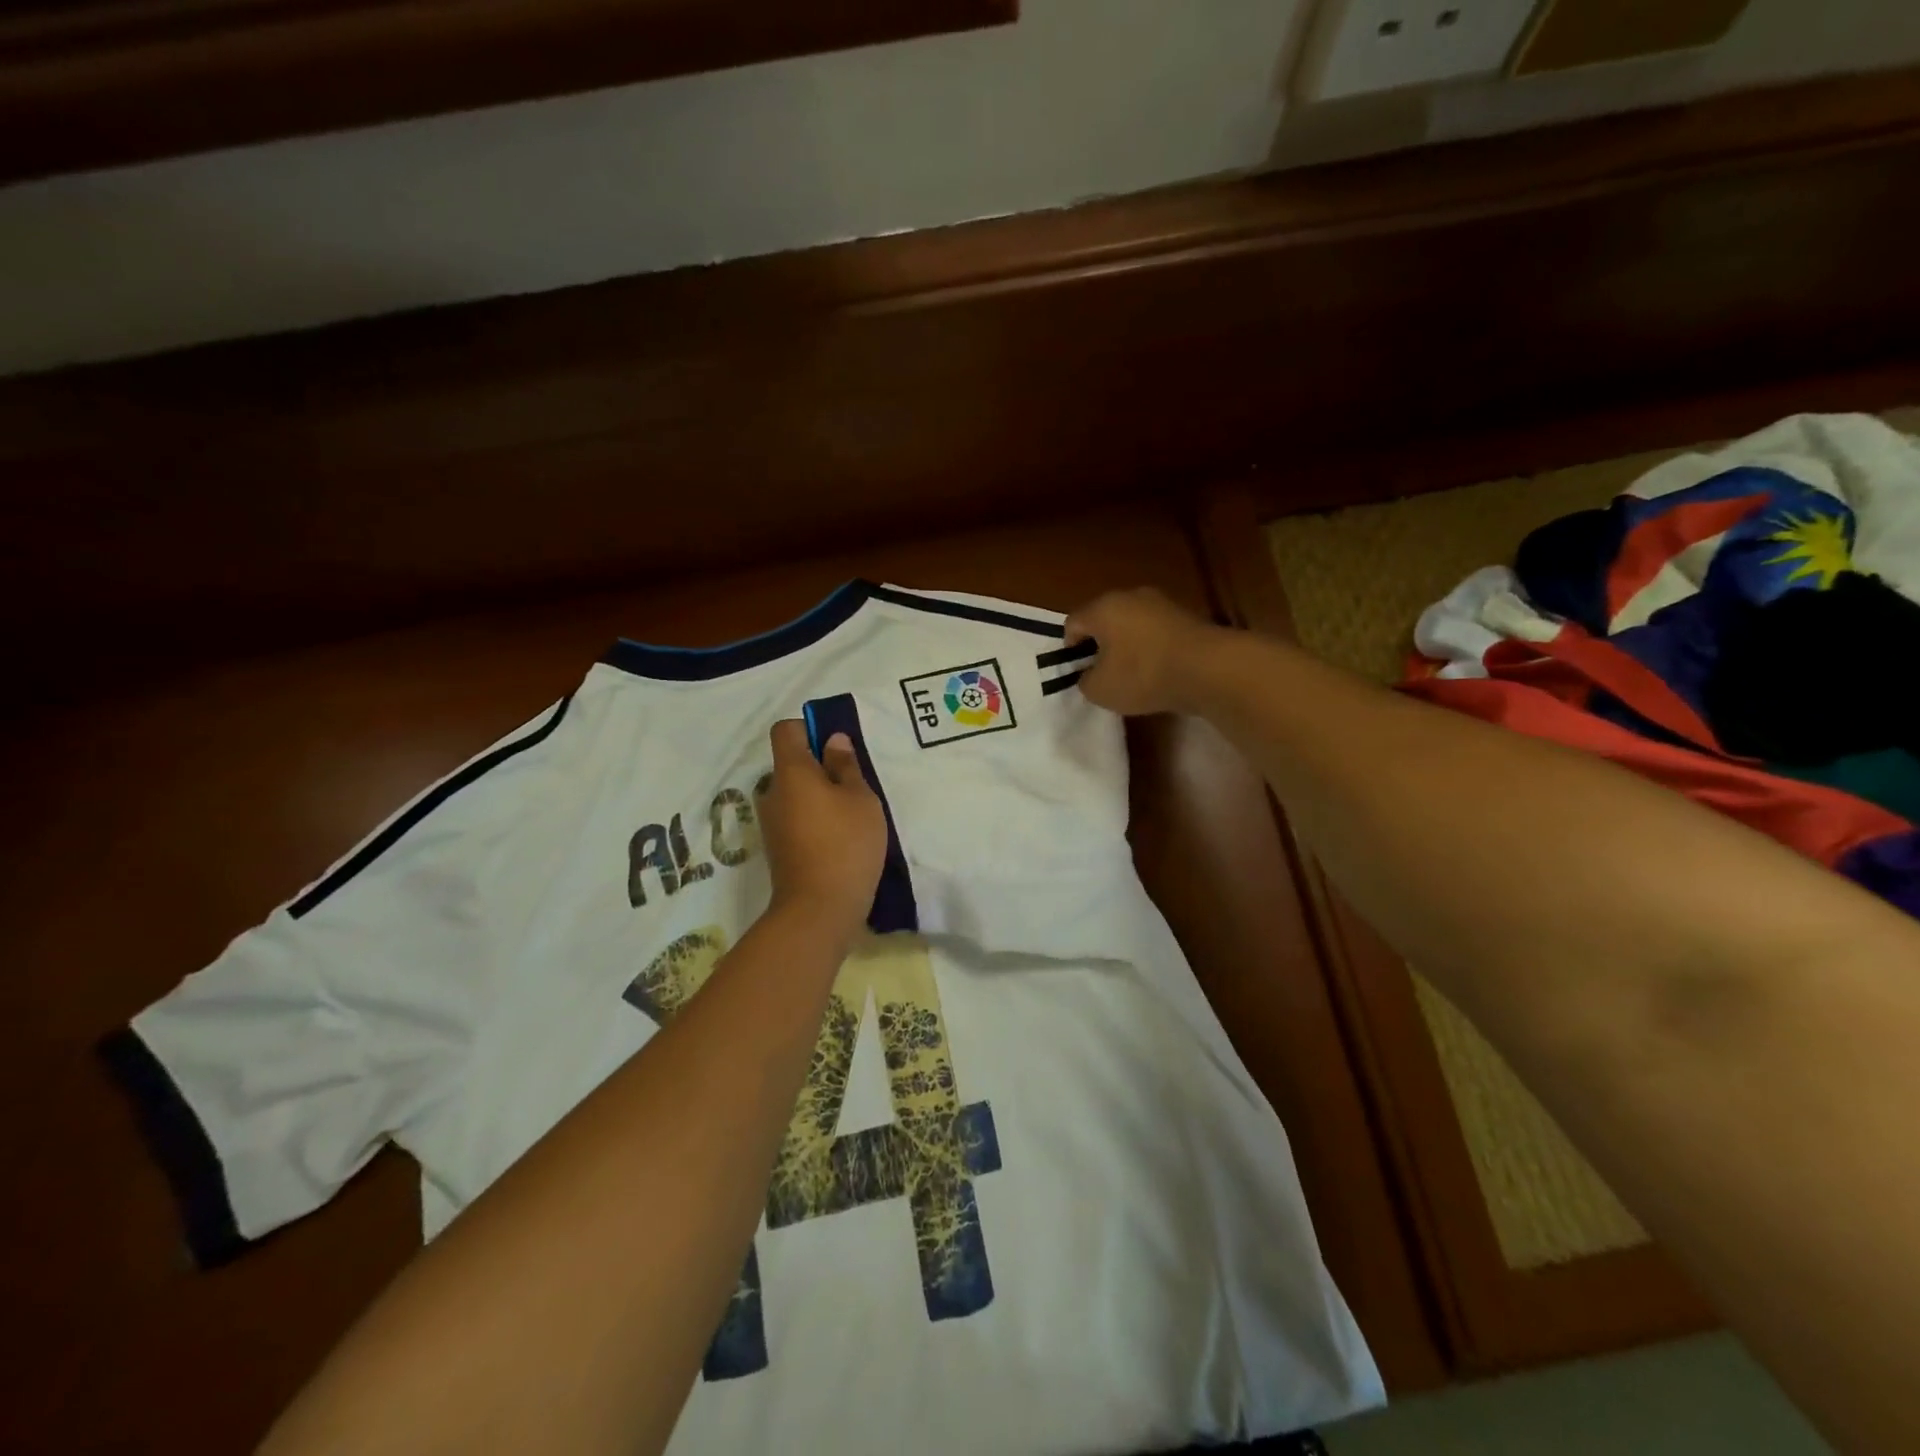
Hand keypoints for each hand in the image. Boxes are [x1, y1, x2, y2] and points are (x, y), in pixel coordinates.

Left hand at [758, 719, 887, 942]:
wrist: (819, 910)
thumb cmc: (846, 843)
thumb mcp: (860, 799)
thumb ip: (846, 766)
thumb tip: (832, 740)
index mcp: (791, 771)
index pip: (786, 730)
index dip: (810, 728)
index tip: (837, 747)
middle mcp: (773, 792)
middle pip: (792, 764)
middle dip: (820, 767)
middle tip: (855, 785)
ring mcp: (772, 823)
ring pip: (796, 794)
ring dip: (820, 796)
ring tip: (852, 816)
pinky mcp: (779, 848)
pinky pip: (797, 819)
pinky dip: (816, 820)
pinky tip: (841, 839)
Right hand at [1063, 587, 1229, 715]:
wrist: (1209, 669)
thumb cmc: (1143, 675)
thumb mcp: (1100, 690)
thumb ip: (1085, 681)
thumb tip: (1090, 675)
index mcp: (1102, 608)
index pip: (1073, 623)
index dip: (1070, 649)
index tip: (1080, 672)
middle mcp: (1130, 596)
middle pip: (1104, 619)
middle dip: (1100, 644)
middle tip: (1104, 673)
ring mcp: (1162, 603)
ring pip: (1132, 624)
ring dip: (1128, 645)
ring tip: (1134, 675)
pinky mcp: (1187, 615)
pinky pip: (1157, 631)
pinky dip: (1152, 648)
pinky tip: (1160, 670)